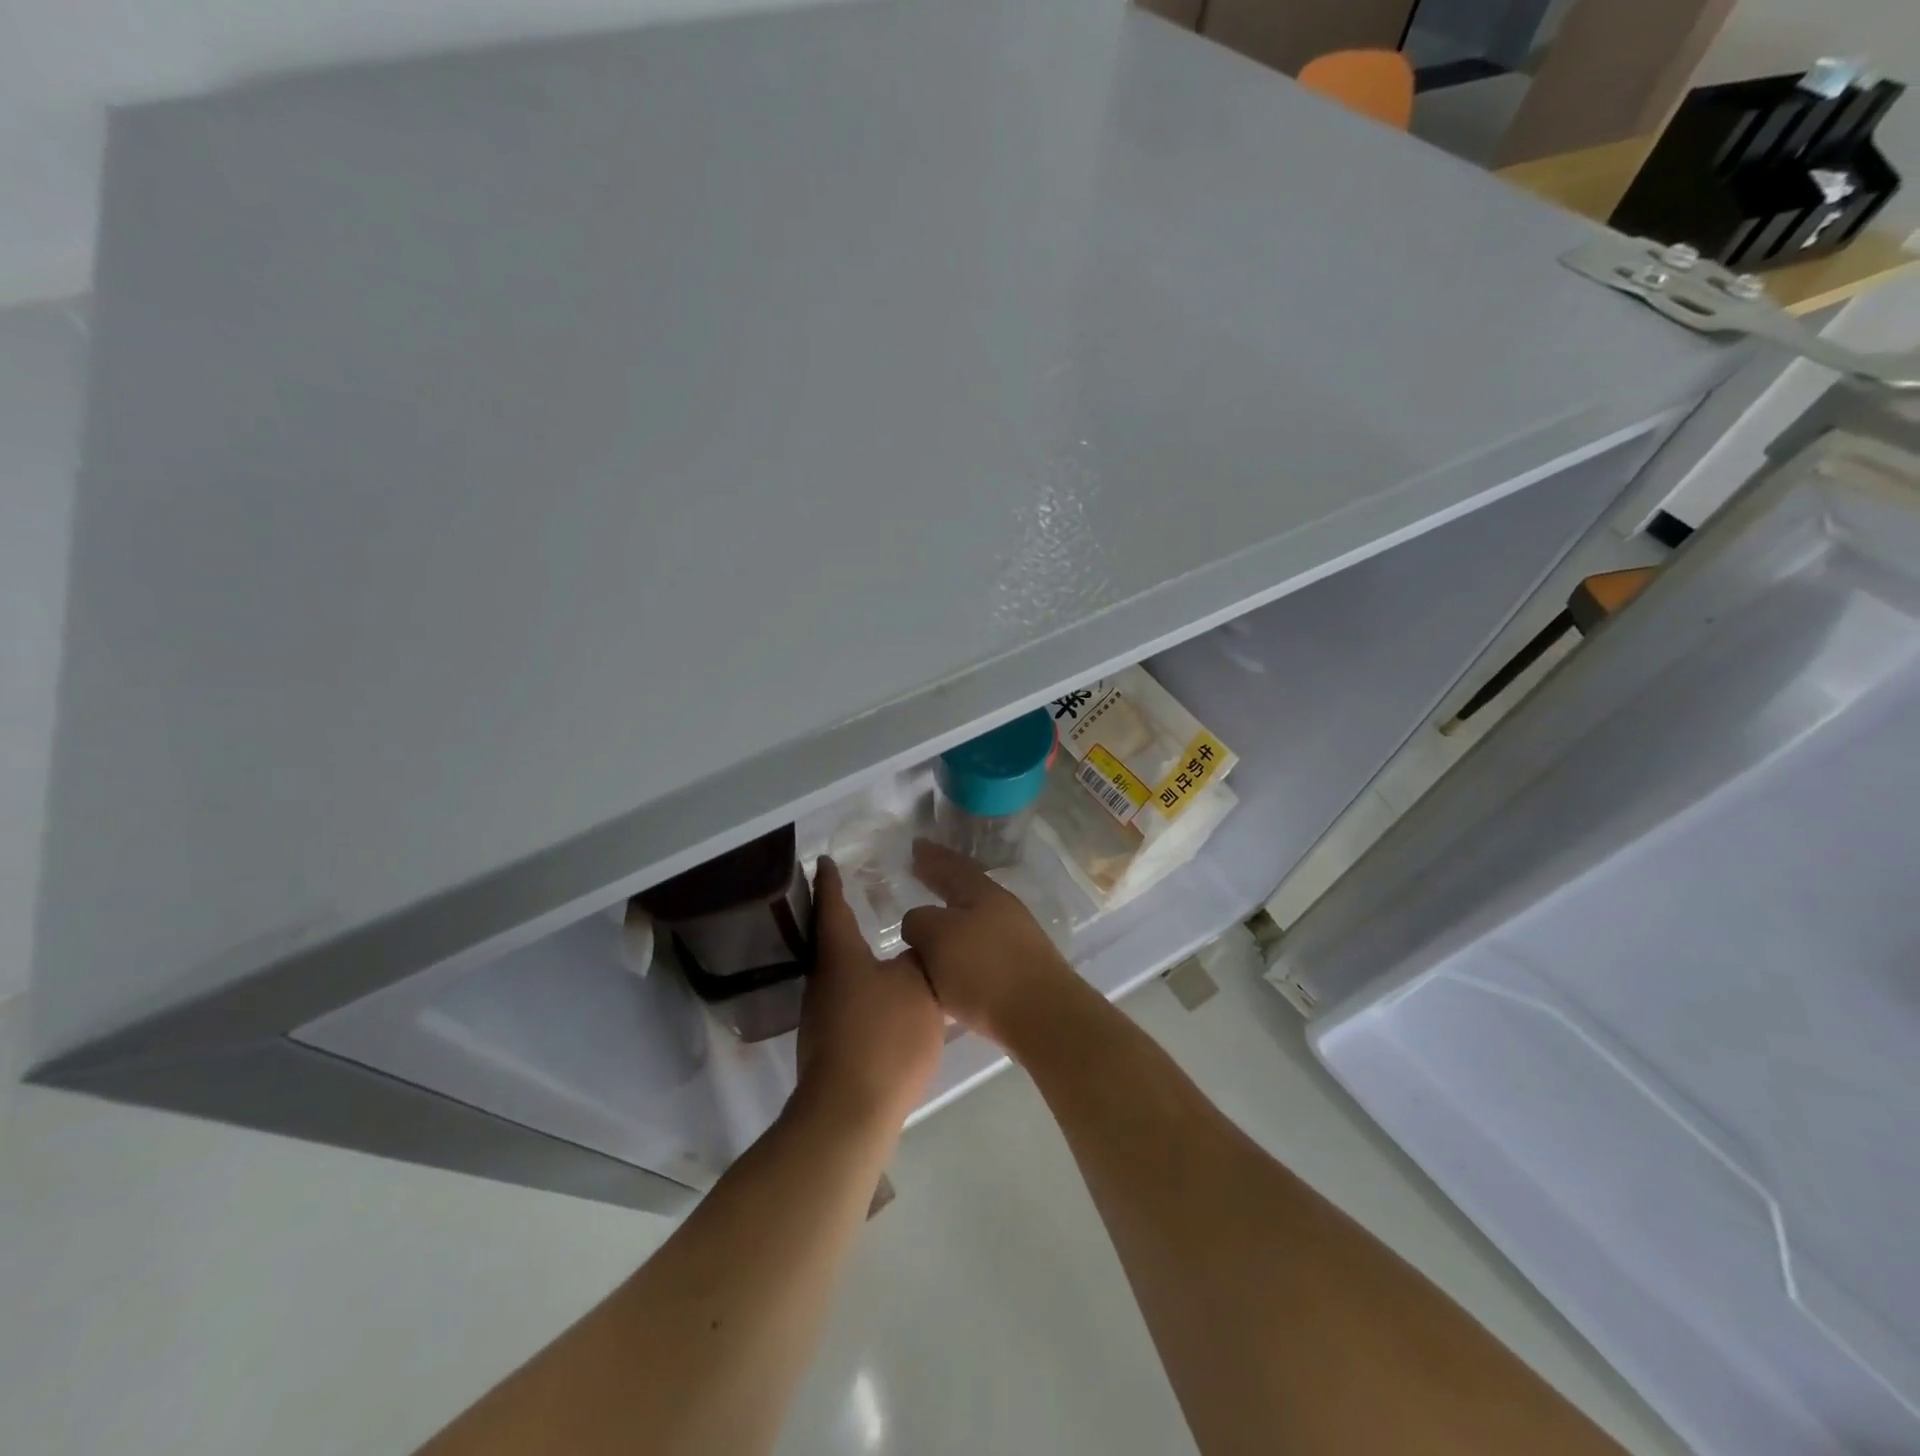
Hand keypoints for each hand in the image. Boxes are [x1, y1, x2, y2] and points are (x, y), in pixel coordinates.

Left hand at [795, 857, 945, 1131]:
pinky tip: (882, 992)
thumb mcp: (918, 986)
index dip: (830, 882)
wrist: (851, 1111)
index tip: (825, 860)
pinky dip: (860, 983)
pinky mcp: (828, 1043)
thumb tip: (916, 946)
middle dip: (841, 916)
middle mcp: (822, 980)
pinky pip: (845, 998)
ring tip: (877, 940)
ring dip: (853, 953)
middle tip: (860, 895)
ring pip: (837, 971)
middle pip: (829, 939)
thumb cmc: (885, 1037)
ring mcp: (821, 1015)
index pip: (831, 907)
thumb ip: (920, 958)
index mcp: (840, 956)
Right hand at [899, 839, 1083, 1049]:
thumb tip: (919, 923)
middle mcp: (1001, 909)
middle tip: (919, 871)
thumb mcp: (937, 937)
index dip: (931, 857)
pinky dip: (958, 949)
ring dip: (948, 918)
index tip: (915, 846)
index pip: (951, 865)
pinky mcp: (1018, 970)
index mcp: (982, 893)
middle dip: (940, 881)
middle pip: (965, 889)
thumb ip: (919, 921)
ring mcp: (1014, 939)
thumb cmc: (984, 971)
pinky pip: (977, 949)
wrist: (1042, 1016)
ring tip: (926, 925)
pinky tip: (946, 963)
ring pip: (971, 920)